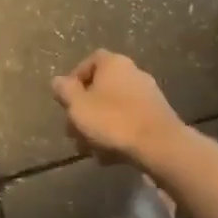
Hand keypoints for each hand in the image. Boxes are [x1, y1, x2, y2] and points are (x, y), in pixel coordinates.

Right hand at [51, 50, 182, 163]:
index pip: (89, 61)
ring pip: (114, 107)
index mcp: (113, 63)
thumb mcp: (78, 106)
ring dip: (99, 126)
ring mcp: (148, 94)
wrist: (159, 145)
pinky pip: (130, 120)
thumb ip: (65, 91)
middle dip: (85, 110)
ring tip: (90, 149)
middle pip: (101, 87)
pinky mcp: (157, 115)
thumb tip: (58, 81)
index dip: (74, 80)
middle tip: (74, 131)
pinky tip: (110, 156)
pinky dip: (118, 134)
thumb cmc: (112, 121)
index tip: (66, 101)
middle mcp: (132, 72)